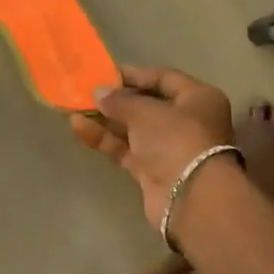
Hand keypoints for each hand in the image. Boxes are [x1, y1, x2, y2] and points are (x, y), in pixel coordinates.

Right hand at [70, 65, 234, 228]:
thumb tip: (98, 91)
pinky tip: (79, 128)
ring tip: (74, 108)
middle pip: (147, 104)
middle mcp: (188, 121)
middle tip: (86, 91)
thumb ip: (119, 100)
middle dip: (116, 99)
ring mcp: (170, 148)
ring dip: (105, 119)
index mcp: (198, 98)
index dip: (134, 75)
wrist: (191, 199)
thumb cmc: (176, 139)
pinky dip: (105, 139)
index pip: (163, 78)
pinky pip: (126, 149)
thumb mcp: (145, 111)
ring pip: (133, 128)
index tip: (104, 73)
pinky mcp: (153, 171)